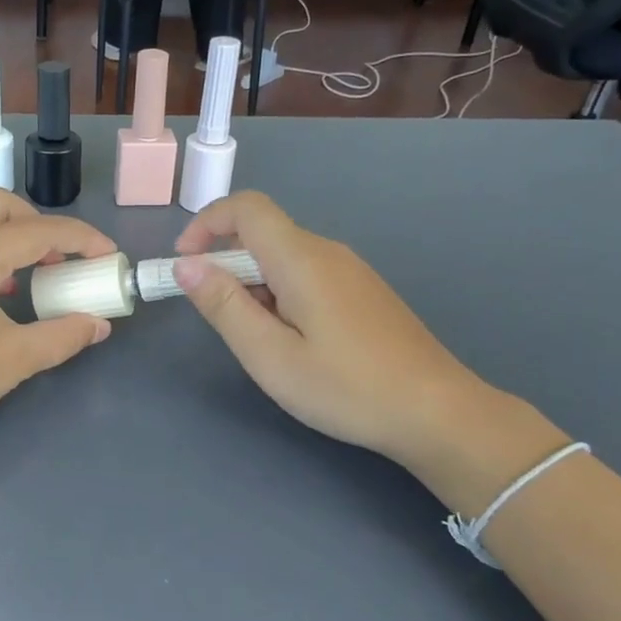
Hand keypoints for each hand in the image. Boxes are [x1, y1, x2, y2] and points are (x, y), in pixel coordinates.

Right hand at [173, 193, 485, 465]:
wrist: (437, 412)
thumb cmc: (346, 387)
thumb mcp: (270, 355)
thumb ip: (224, 306)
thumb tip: (186, 265)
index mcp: (302, 259)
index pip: (246, 208)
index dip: (206, 223)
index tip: (184, 263)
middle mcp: (327, 252)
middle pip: (262, 234)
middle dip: (226, 265)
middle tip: (220, 322)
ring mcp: (350, 271)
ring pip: (283, 257)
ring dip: (253, 284)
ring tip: (259, 342)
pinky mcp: (362, 292)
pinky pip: (307, 275)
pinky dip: (280, 294)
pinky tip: (293, 342)